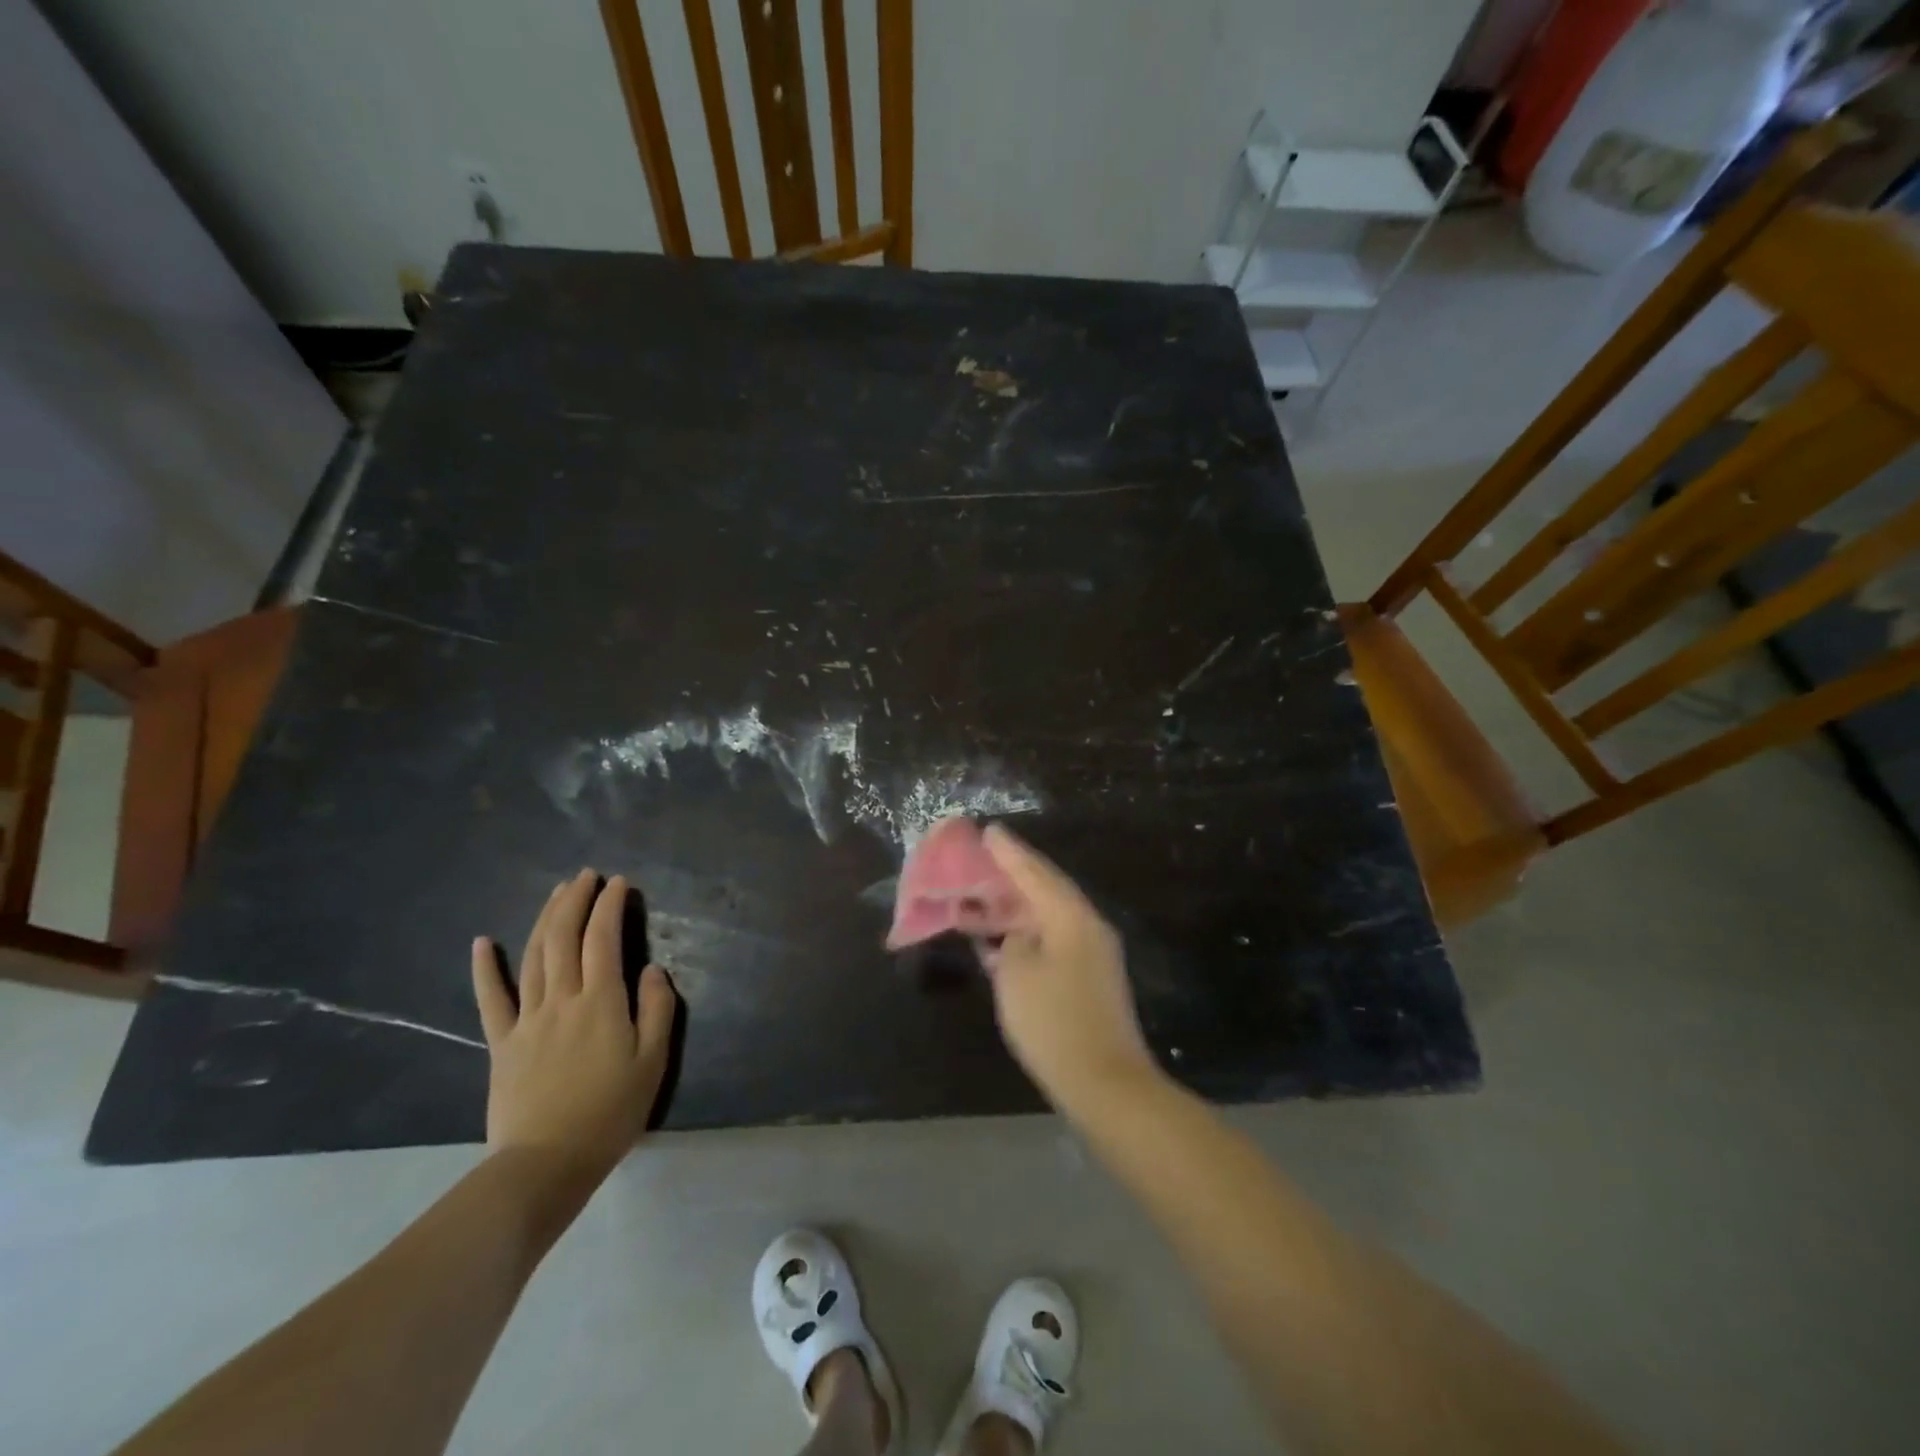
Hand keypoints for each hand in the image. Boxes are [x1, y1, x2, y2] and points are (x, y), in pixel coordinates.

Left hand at [471, 870, 677, 1177]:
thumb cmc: (610, 1112)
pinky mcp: (502, 1042)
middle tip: (586, 875)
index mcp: (601, 1002)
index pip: (603, 940)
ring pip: (533, 957)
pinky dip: (486, 968)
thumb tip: (652, 969)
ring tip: (556, 892)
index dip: (610, 906)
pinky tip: (482, 942)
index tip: (618, 883)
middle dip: (575, 901)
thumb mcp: (653, 1062)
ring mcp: (527, 1019)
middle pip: (564, 938)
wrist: (546, 1163)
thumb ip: (657, 1010)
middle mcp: (562, 999)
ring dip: (544, 919)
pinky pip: (491, 999)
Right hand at [977, 824, 1160, 1113]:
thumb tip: (1018, 935)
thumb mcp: (1017, 975)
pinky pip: (1052, 941)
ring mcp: (1092, 954)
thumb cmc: (1054, 1022)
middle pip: (1045, 890)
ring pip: (1047, 917)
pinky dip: (1025, 935)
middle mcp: (1087, 927)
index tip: (988, 830)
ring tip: (981, 899)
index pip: (1035, 873)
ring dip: (1015, 909)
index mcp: (1071, 917)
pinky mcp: (1089, 980)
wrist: (1105, 1083)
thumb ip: (1011, 941)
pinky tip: (1002, 941)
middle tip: (981, 860)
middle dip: (1011, 876)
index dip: (1009, 852)